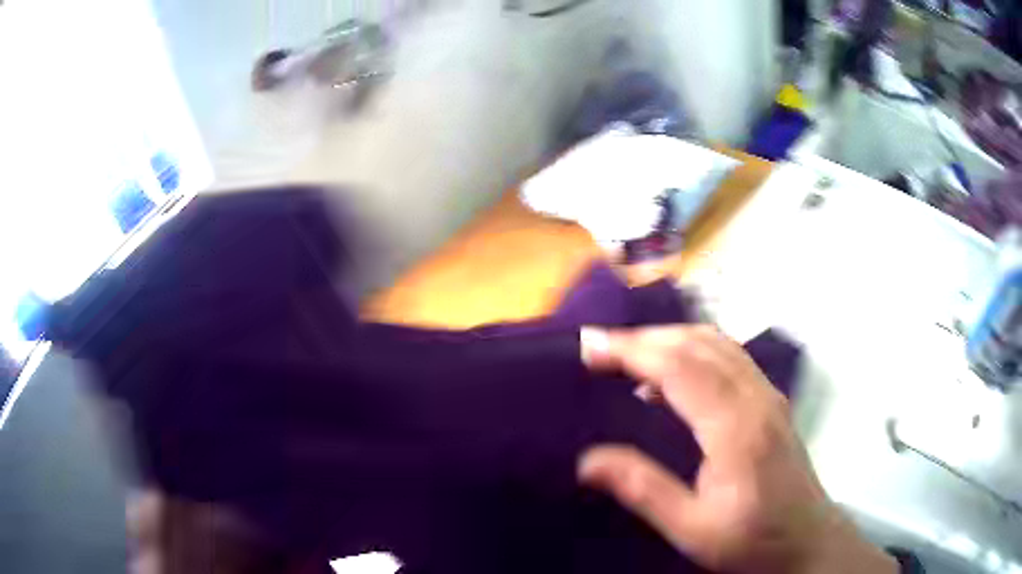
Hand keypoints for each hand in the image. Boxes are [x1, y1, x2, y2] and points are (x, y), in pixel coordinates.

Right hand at [579, 326, 896, 573]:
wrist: (808, 540)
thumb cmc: (752, 540)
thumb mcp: (693, 529)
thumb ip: (644, 490)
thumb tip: (587, 462)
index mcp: (738, 429)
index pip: (681, 368)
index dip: (633, 351)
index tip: (589, 348)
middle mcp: (757, 398)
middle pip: (699, 344)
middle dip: (645, 337)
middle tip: (599, 347)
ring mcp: (768, 395)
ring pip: (716, 343)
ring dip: (669, 339)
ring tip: (627, 354)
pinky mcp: (771, 400)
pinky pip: (728, 358)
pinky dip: (691, 352)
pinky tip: (668, 379)